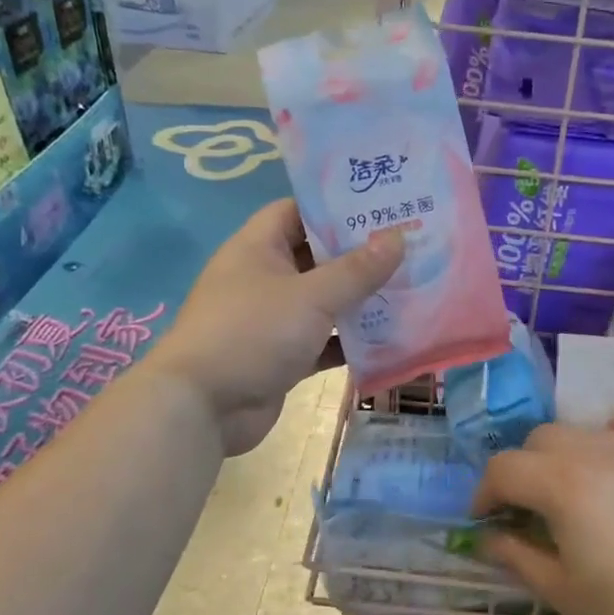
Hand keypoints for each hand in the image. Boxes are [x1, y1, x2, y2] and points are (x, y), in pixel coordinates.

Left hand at [151, 199, 402, 455]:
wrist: (203, 408)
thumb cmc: (253, 334)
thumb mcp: (311, 296)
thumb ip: (357, 270)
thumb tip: (398, 236)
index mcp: (258, 248)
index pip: (297, 211)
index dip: (335, 207)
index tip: (380, 206)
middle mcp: (264, 278)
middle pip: (316, 257)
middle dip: (358, 255)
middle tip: (408, 247)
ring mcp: (272, 320)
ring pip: (324, 302)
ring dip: (359, 300)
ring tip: (410, 289)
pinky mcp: (282, 357)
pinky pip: (323, 341)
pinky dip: (350, 341)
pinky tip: (389, 339)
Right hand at [473, 414, 613, 614]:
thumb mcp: (562, 593)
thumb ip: (516, 557)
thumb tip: (487, 537)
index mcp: (562, 485)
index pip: (504, 468)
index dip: (484, 494)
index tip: (485, 523)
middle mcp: (595, 453)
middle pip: (537, 441)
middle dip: (519, 472)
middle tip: (524, 512)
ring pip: (579, 429)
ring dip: (558, 455)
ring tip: (566, 492)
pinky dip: (612, 432)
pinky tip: (612, 456)